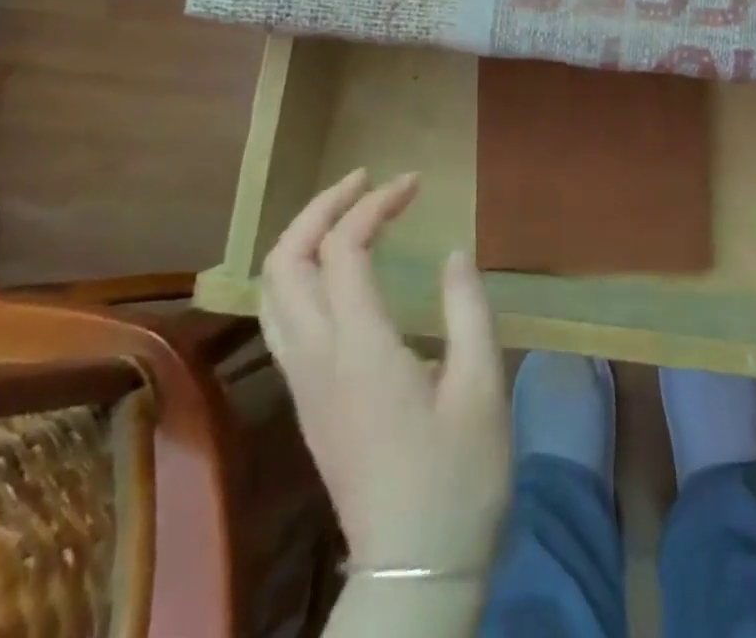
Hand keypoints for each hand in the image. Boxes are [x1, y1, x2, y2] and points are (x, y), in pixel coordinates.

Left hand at [261, 169, 508, 572]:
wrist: (414, 575)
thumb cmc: (458, 479)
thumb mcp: (482, 388)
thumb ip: (467, 309)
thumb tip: (453, 253)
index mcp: (361, 350)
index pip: (344, 249)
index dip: (375, 204)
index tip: (414, 183)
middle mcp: (317, 359)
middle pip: (285, 262)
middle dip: (320, 207)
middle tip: (364, 179)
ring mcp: (304, 383)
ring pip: (272, 291)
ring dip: (302, 237)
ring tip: (345, 210)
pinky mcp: (307, 401)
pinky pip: (282, 317)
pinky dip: (299, 272)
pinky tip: (335, 268)